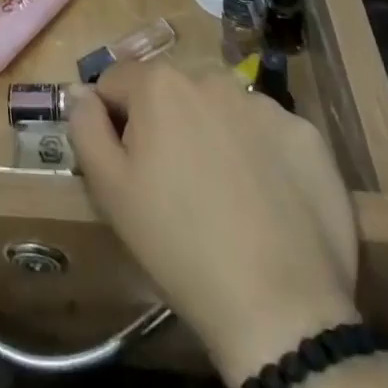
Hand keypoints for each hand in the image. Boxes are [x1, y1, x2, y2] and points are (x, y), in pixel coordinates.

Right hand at [70, 63, 359, 382]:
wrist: (280, 308)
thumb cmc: (178, 244)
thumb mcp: (109, 189)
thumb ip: (85, 127)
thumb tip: (80, 92)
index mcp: (159, 85)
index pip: (116, 83)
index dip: (112, 121)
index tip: (125, 166)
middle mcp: (211, 78)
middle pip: (171, 91)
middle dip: (164, 123)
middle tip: (172, 184)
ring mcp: (265, 105)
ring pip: (220, 108)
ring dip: (211, 133)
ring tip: (222, 193)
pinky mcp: (307, 136)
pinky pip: (267, 132)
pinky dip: (259, 153)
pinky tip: (264, 200)